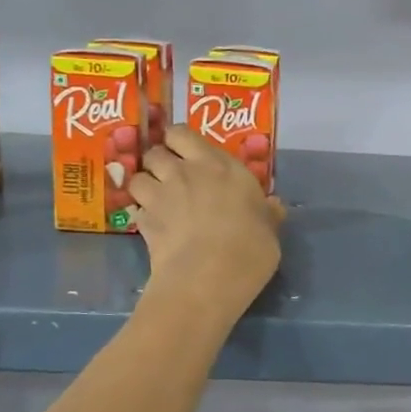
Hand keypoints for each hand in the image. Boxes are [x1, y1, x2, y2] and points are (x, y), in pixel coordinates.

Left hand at [129, 125, 283, 317]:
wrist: (209, 277)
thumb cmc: (249, 247)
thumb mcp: (269, 229)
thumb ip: (266, 213)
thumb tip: (273, 206)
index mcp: (219, 165)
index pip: (182, 134)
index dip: (179, 142)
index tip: (188, 154)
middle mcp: (184, 172)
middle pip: (155, 152)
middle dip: (159, 162)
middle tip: (171, 178)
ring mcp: (160, 196)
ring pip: (138, 178)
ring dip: (146, 186)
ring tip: (157, 201)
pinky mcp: (144, 222)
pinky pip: (137, 210)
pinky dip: (143, 216)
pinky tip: (155, 228)